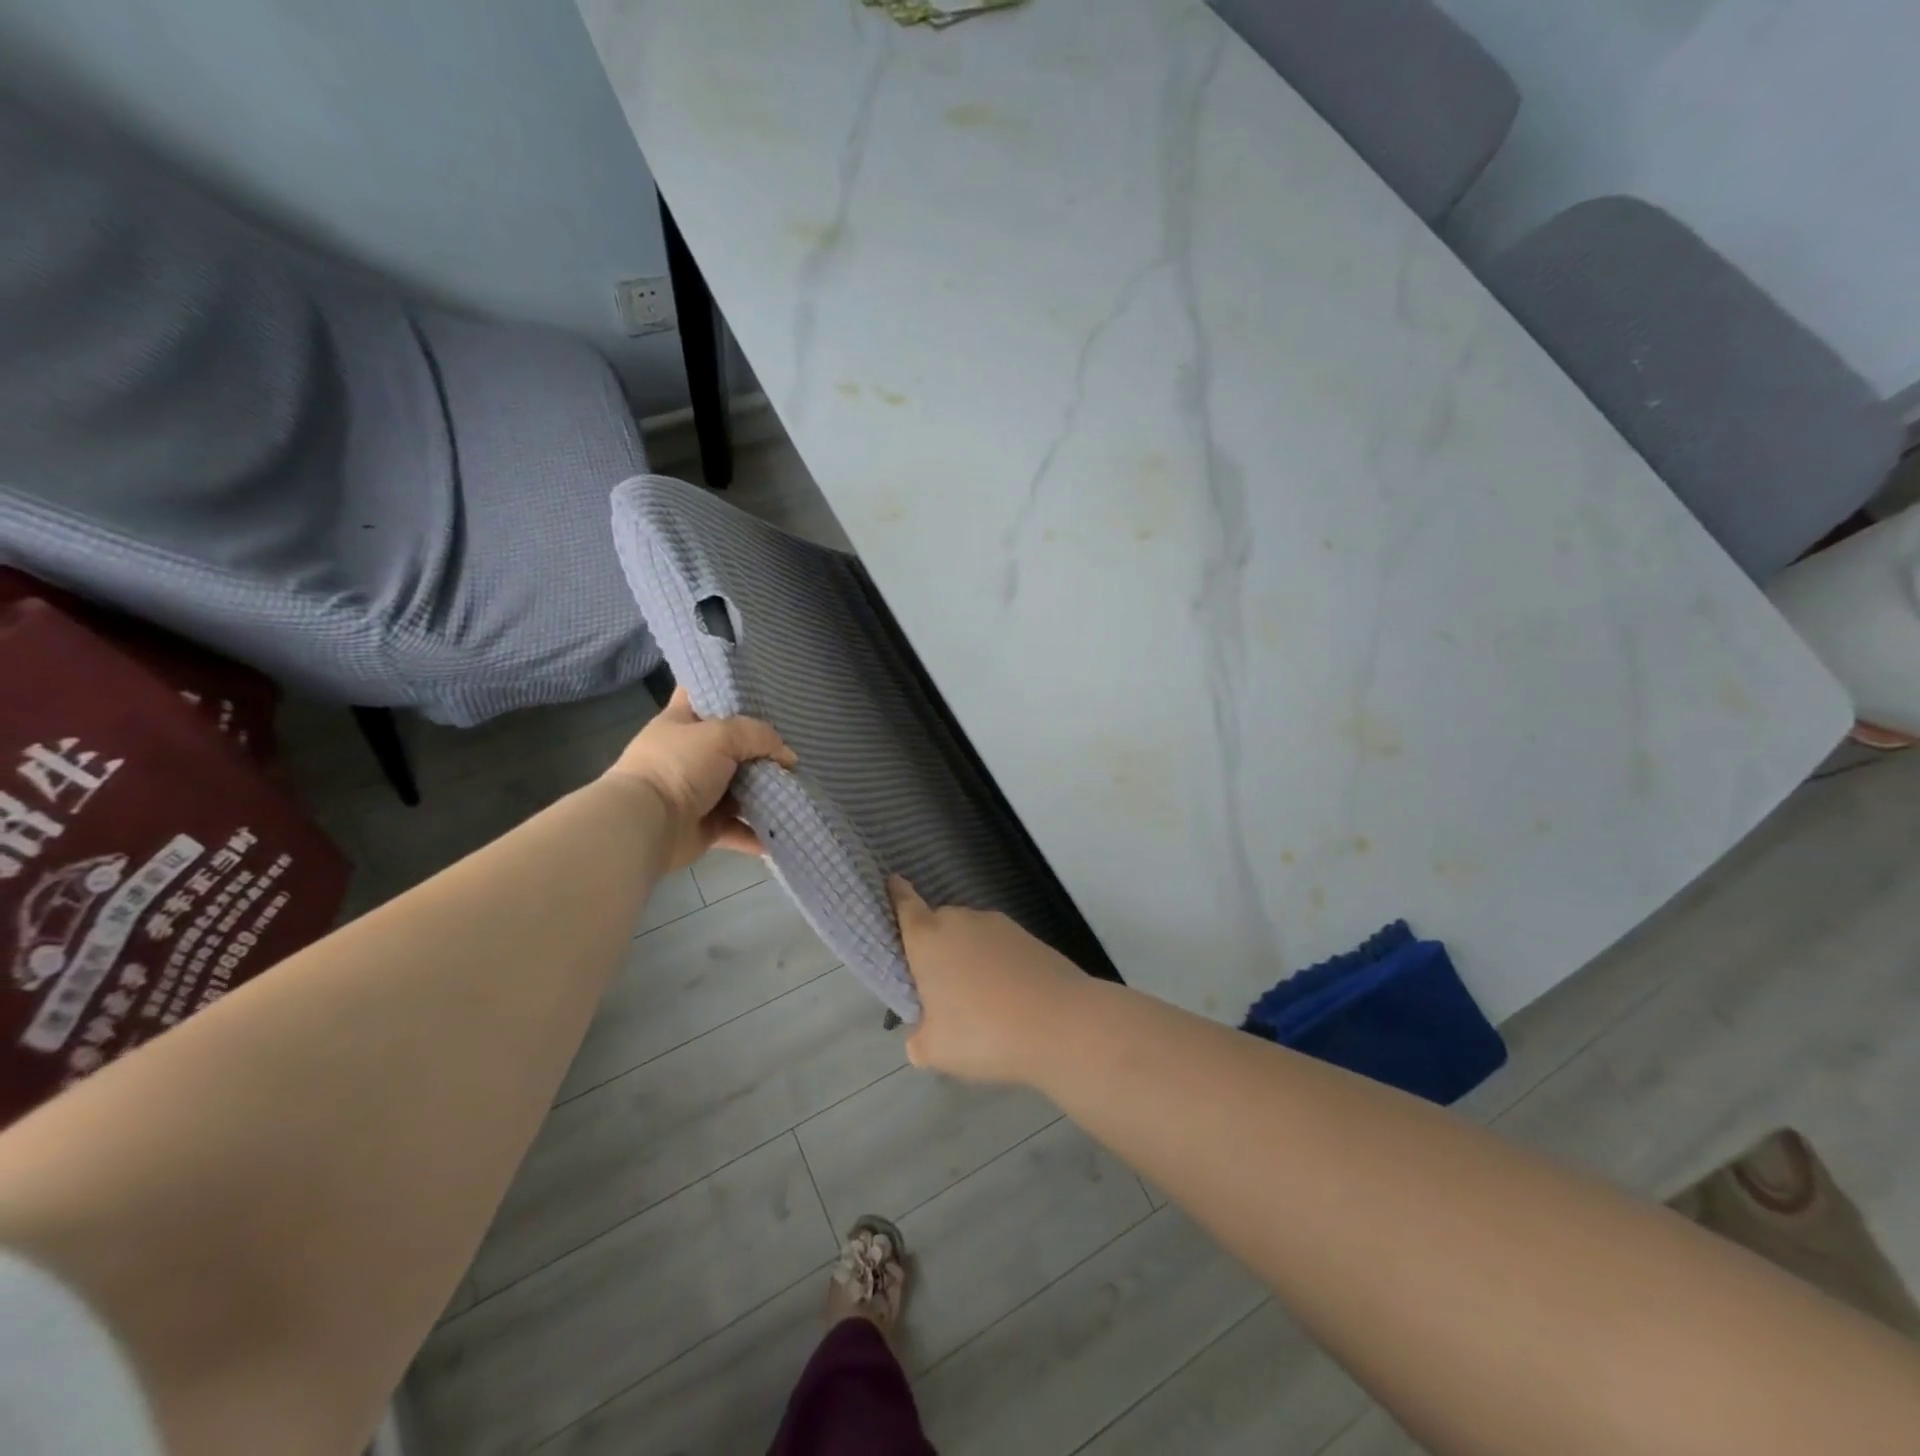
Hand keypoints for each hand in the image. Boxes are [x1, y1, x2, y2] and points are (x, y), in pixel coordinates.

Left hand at [604, 687, 795, 871]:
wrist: (646, 824)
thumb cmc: (678, 766)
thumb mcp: (721, 735)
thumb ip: (759, 736)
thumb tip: (788, 756)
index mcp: (681, 722)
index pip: (703, 694)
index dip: (727, 688)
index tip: (762, 688)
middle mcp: (689, 754)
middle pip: (732, 744)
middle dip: (762, 746)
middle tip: (797, 741)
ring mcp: (698, 791)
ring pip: (740, 788)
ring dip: (766, 790)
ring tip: (800, 785)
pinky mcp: (706, 825)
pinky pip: (740, 827)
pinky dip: (760, 832)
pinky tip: (788, 826)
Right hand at [890, 877, 1089, 1085]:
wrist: (1062, 1024)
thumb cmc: (983, 1033)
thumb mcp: (935, 1050)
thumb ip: (919, 1038)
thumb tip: (923, 1034)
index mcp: (928, 938)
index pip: (905, 905)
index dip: (897, 894)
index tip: (892, 882)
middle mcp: (960, 920)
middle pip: (938, 925)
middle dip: (935, 948)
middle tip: (938, 988)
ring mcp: (999, 925)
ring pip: (971, 936)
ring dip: (968, 958)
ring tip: (978, 1002)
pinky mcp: (1030, 937)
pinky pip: (999, 948)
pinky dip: (997, 966)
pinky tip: (1007, 999)